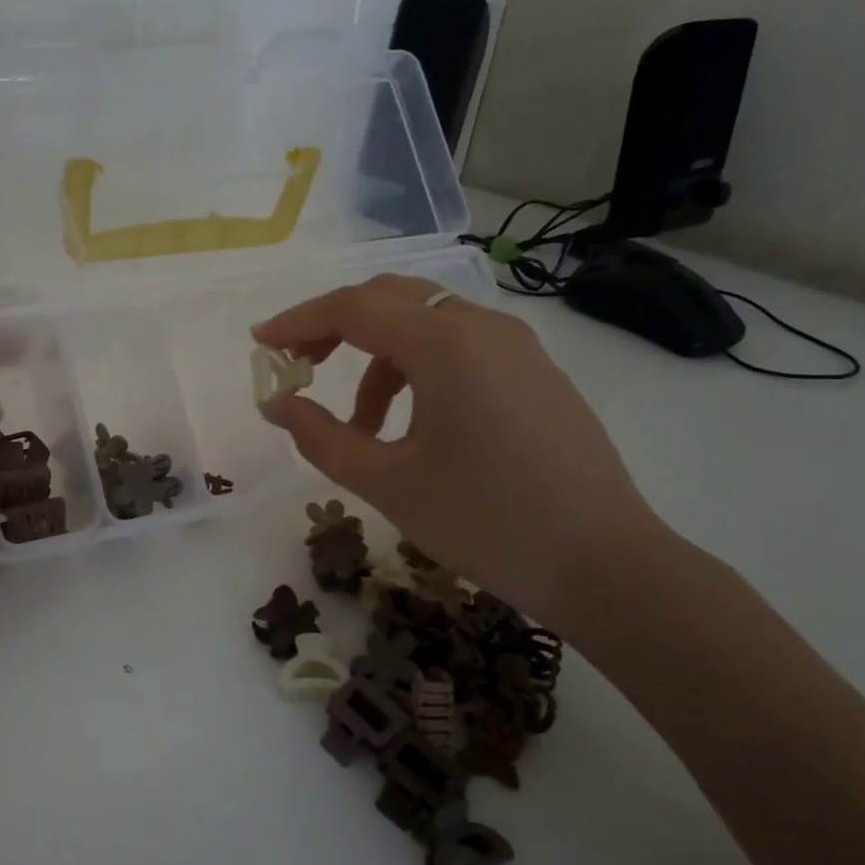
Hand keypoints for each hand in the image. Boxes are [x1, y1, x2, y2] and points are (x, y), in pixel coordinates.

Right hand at [252, 274, 663, 629]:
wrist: (604, 566)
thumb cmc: (485, 522)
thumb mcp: (387, 483)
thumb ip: (321, 437)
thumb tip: (278, 404)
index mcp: (447, 346)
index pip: (355, 308)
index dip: (298, 321)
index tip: (260, 344)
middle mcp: (485, 329)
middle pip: (391, 299)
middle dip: (335, 325)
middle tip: (299, 365)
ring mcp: (518, 349)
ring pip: (427, 323)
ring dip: (378, 357)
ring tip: (360, 425)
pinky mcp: (536, 374)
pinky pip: (461, 349)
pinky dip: (418, 370)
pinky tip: (412, 426)